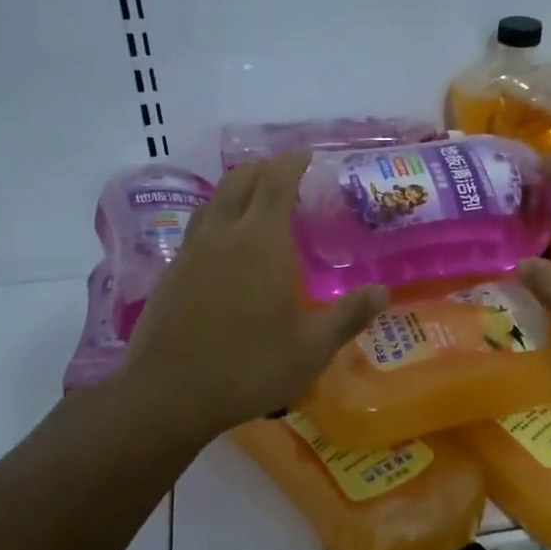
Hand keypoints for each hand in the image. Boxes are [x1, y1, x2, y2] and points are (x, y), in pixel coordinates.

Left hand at [117, 154, 385, 442]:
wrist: (168, 394)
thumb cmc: (248, 368)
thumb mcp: (310, 349)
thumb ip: (348, 316)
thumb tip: (382, 291)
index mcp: (261, 241)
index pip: (276, 182)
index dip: (292, 163)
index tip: (308, 156)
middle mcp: (223, 234)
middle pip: (240, 181)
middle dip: (264, 169)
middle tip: (285, 175)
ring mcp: (190, 252)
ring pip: (213, 201)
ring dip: (236, 189)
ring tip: (254, 200)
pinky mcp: (170, 274)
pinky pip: (197, 228)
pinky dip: (216, 218)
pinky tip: (223, 245)